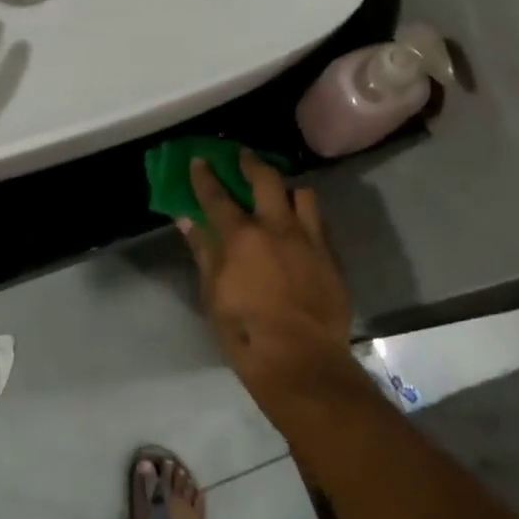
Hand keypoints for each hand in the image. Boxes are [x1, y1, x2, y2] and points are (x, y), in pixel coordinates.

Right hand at [181, 151, 354, 399]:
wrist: (301, 363)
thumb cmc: (245, 332)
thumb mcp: (212, 294)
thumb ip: (203, 251)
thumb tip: (187, 220)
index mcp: (241, 237)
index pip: (217, 195)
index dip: (205, 175)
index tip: (199, 159)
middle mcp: (277, 228)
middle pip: (266, 179)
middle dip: (251, 162)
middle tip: (243, 156)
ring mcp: (309, 240)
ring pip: (302, 194)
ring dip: (287, 188)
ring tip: (280, 191)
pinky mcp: (331, 258)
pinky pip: (320, 223)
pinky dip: (307, 216)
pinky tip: (301, 225)